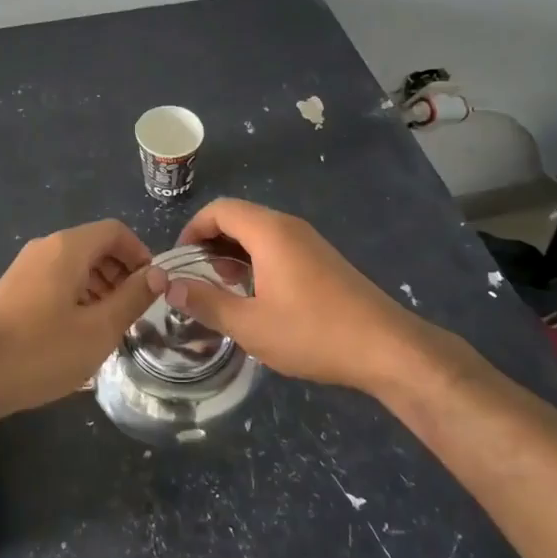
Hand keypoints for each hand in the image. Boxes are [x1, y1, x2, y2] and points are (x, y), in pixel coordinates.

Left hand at [0, 220, 155, 422]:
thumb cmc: (40, 352)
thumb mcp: (98, 330)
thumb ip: (132, 298)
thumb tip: (158, 274)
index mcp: (67, 248)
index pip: (115, 231)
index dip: (140, 254)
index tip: (152, 288)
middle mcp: (44, 248)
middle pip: (95, 246)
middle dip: (121, 273)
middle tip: (133, 311)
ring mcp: (24, 268)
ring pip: (75, 265)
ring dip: (100, 287)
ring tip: (109, 326)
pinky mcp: (12, 289)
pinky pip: (55, 280)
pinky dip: (77, 296)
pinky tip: (78, 333)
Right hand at [153, 198, 448, 395]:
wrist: (386, 348)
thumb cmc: (313, 333)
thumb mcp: (250, 325)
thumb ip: (206, 302)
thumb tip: (170, 287)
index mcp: (269, 232)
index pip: (219, 209)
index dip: (192, 229)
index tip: (179, 261)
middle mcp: (289, 227)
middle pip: (238, 217)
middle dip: (211, 242)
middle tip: (198, 278)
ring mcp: (309, 242)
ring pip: (259, 233)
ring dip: (234, 253)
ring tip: (223, 288)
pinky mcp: (322, 260)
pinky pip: (278, 246)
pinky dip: (256, 260)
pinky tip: (256, 296)